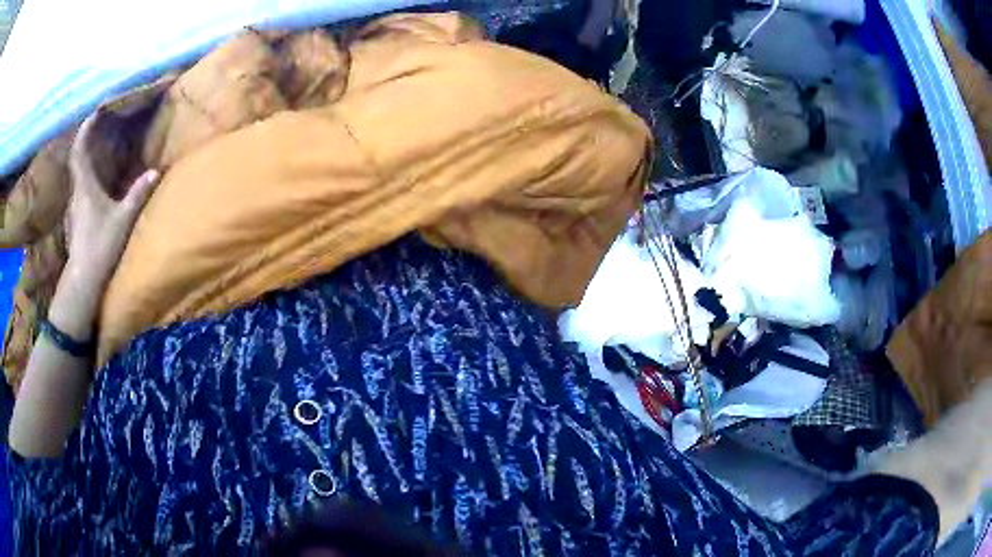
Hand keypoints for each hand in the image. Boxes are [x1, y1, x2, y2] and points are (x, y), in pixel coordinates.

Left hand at [67, 112, 160, 289]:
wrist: (84, 281)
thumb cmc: (100, 246)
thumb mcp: (123, 219)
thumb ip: (138, 194)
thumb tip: (156, 171)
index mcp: (85, 186)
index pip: (80, 151)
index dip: (85, 129)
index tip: (94, 112)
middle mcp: (77, 192)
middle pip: (77, 159)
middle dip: (86, 140)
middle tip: (99, 125)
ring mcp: (76, 207)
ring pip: (79, 174)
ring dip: (87, 158)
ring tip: (99, 148)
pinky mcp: (78, 220)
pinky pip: (82, 188)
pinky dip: (88, 176)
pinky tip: (97, 179)